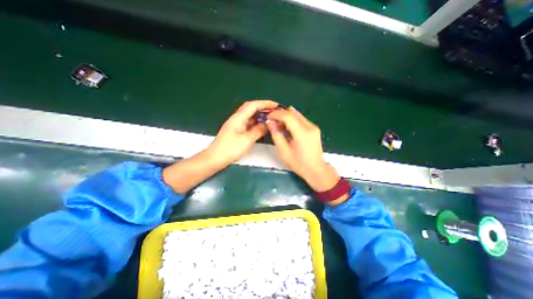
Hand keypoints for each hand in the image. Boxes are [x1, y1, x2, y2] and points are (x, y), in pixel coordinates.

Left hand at [206, 99, 278, 165]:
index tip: (276, 105)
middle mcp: (237, 118)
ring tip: (270, 117)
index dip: (265, 103)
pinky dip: (256, 122)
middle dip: (263, 107)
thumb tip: (267, 124)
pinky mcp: (236, 130)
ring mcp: (236, 124)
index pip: (253, 105)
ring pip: (249, 115)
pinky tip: (261, 125)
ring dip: (259, 114)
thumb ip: (258, 130)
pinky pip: (248, 122)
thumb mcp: (247, 140)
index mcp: (238, 117)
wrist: (216, 158)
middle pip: (250, 108)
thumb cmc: (231, 149)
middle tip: (274, 110)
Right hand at [269, 108, 338, 191]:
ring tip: (278, 124)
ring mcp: (314, 126)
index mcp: (302, 133)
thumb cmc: (298, 163)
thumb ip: (276, 135)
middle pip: (293, 113)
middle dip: (281, 114)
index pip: (288, 116)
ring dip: (286, 116)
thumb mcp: (284, 151)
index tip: (268, 116)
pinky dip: (292, 120)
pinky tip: (287, 127)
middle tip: (272, 120)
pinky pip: (301, 119)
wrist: (316, 170)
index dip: (276, 114)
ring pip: (297, 115)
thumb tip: (269, 122)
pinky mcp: (315, 128)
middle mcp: (310, 126)